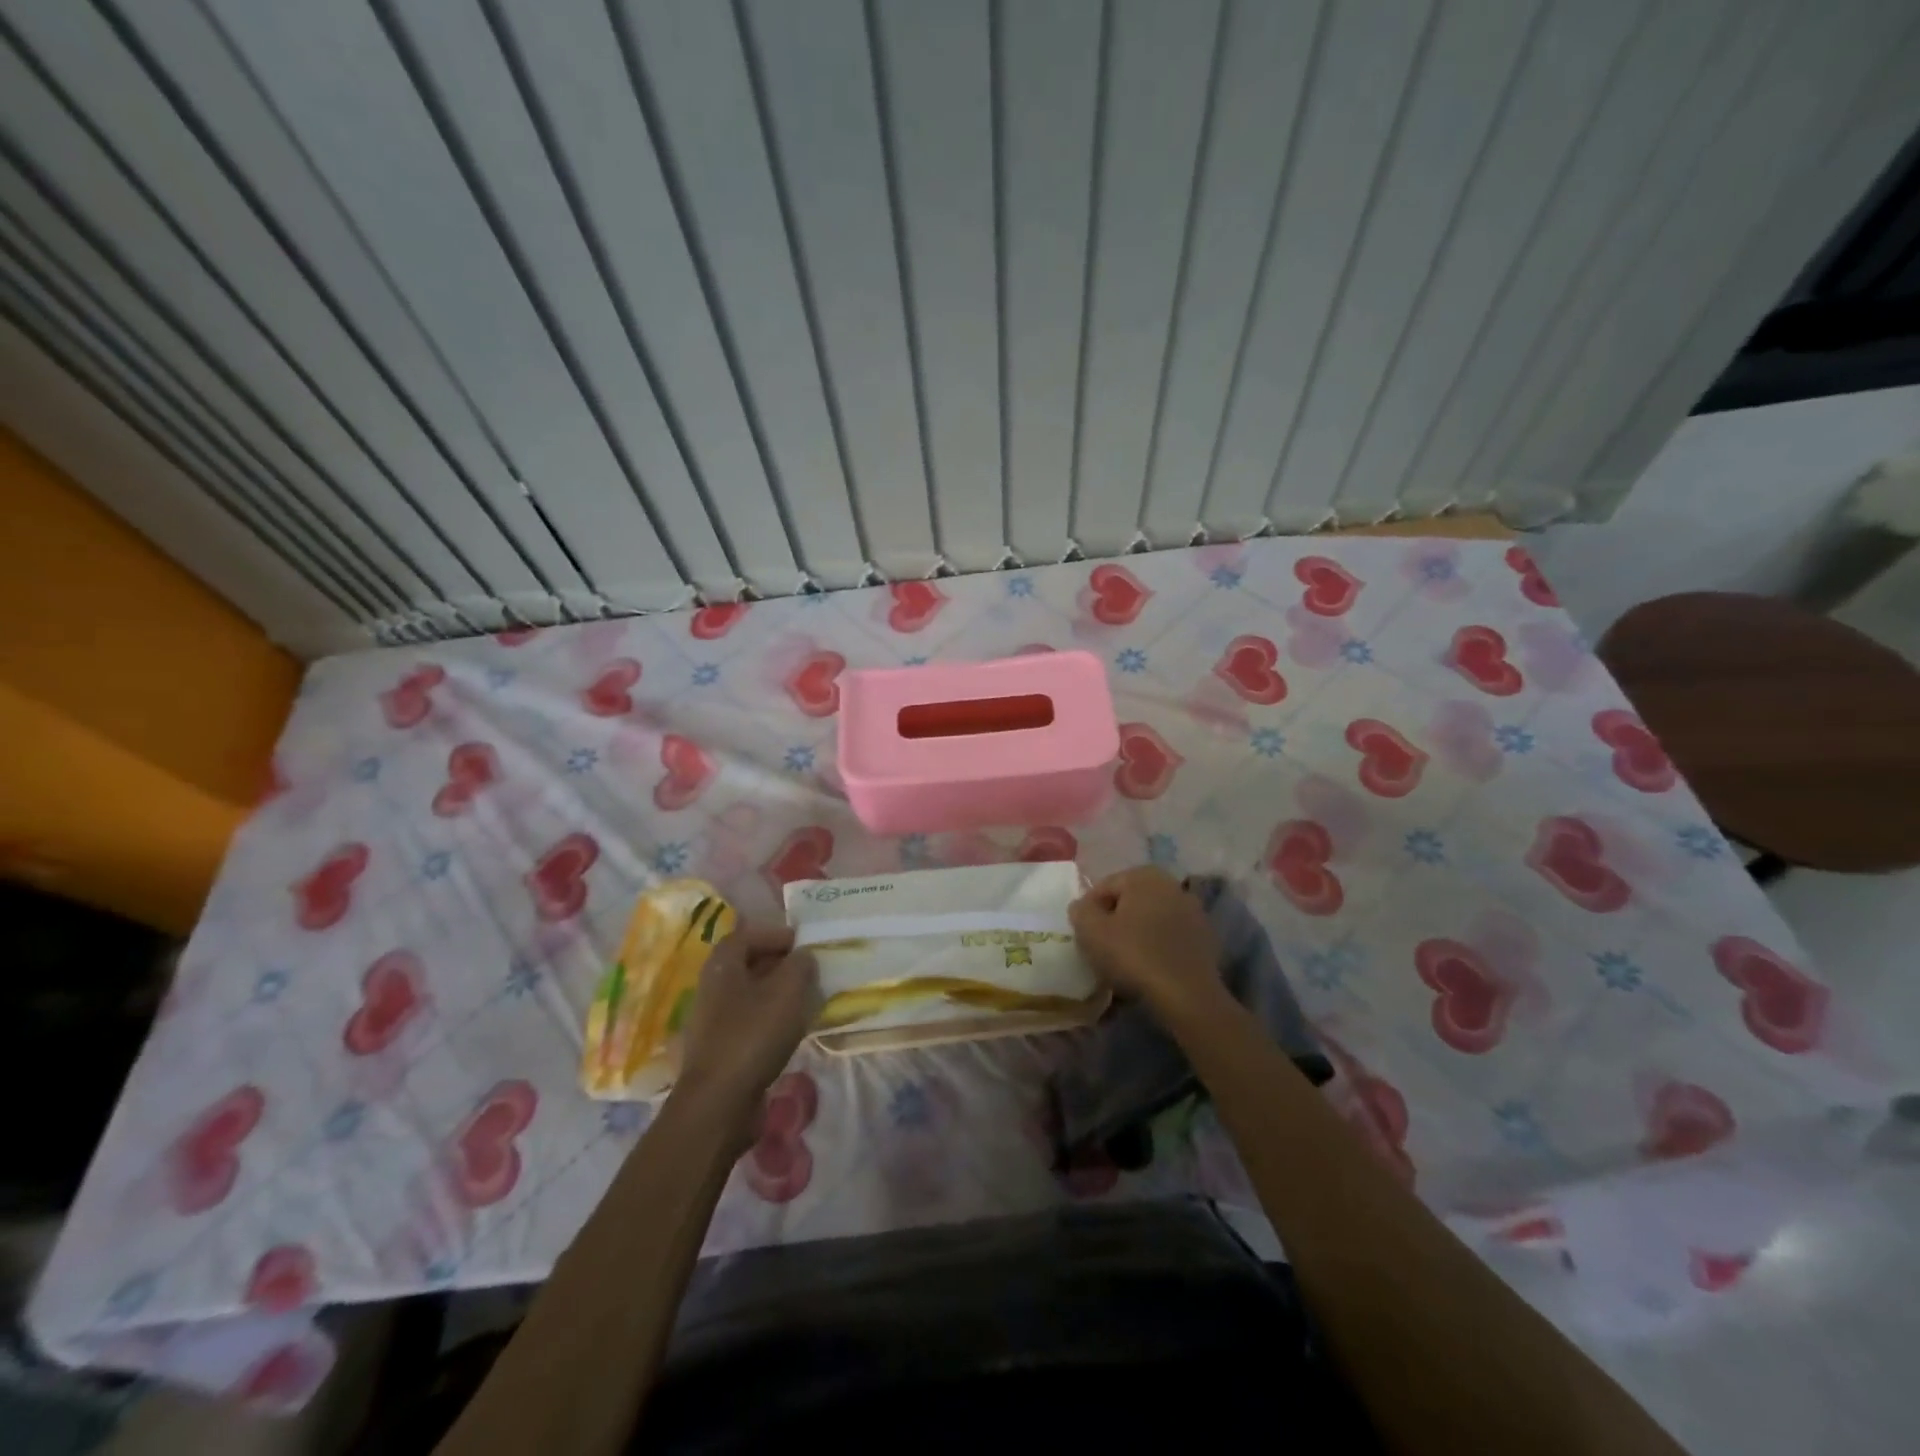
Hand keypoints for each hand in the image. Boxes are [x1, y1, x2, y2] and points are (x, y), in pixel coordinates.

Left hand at [677, 925, 819, 1117]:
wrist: (719, 1104)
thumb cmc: (753, 1036)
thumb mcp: (788, 991)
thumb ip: (800, 965)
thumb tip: (803, 956)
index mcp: (722, 967)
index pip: (746, 936)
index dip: (774, 935)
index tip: (803, 943)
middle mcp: (711, 989)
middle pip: (746, 965)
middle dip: (778, 964)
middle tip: (808, 970)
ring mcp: (712, 1023)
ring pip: (749, 996)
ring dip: (776, 994)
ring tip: (805, 1000)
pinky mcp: (719, 1051)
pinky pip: (748, 1023)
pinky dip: (769, 1020)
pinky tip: (790, 1032)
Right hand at [1070, 866, 1223, 1017]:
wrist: (1187, 995)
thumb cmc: (1134, 955)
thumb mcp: (1091, 931)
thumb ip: (1080, 911)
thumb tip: (1083, 906)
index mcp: (1144, 875)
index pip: (1104, 887)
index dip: (1088, 911)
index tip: (1083, 935)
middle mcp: (1171, 884)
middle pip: (1129, 901)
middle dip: (1114, 920)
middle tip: (1100, 947)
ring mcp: (1193, 910)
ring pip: (1151, 919)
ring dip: (1136, 934)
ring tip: (1124, 962)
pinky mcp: (1205, 937)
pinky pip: (1170, 937)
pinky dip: (1157, 947)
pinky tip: (1149, 969)